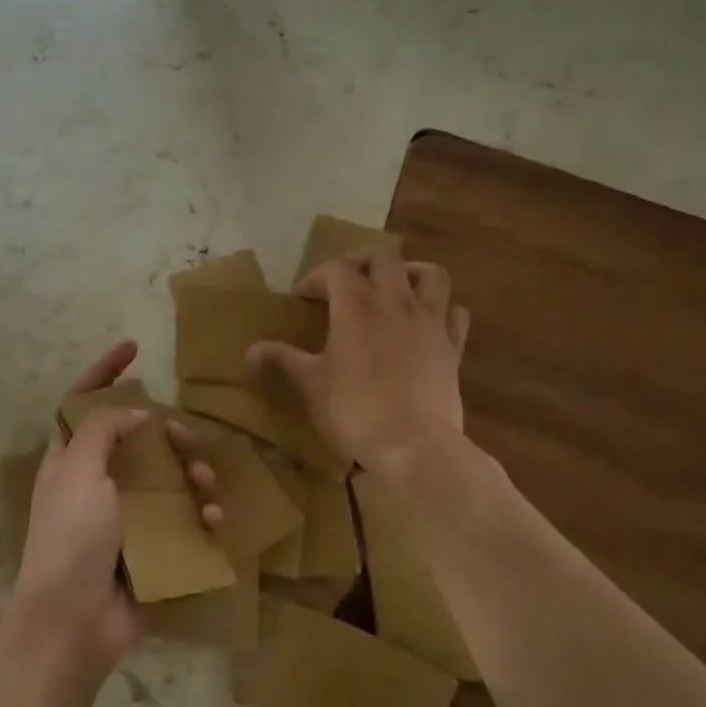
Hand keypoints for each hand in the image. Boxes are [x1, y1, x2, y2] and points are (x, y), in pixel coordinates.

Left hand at [7, 340, 221, 685]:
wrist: (74, 624)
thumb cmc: (70, 537)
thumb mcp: (78, 471)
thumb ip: (103, 429)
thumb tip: (136, 414)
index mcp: (72, 458)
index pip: (84, 401)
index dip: (104, 371)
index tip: (134, 347)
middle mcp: (99, 481)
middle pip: (139, 439)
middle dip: (167, 433)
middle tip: (183, 438)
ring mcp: (127, 516)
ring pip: (169, 477)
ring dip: (192, 474)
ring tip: (204, 485)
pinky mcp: (152, 547)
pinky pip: (185, 519)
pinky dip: (202, 515)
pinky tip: (214, 520)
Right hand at [249, 250, 471, 471]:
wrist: (415, 447)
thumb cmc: (355, 412)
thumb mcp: (310, 385)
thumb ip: (282, 360)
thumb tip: (250, 351)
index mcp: (356, 306)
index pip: (336, 268)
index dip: (316, 276)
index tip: (302, 298)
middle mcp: (395, 302)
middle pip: (383, 258)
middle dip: (361, 263)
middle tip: (345, 283)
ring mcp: (430, 322)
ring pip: (431, 275)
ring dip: (410, 273)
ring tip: (394, 289)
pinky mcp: (454, 347)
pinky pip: (455, 314)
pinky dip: (442, 311)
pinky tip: (428, 324)